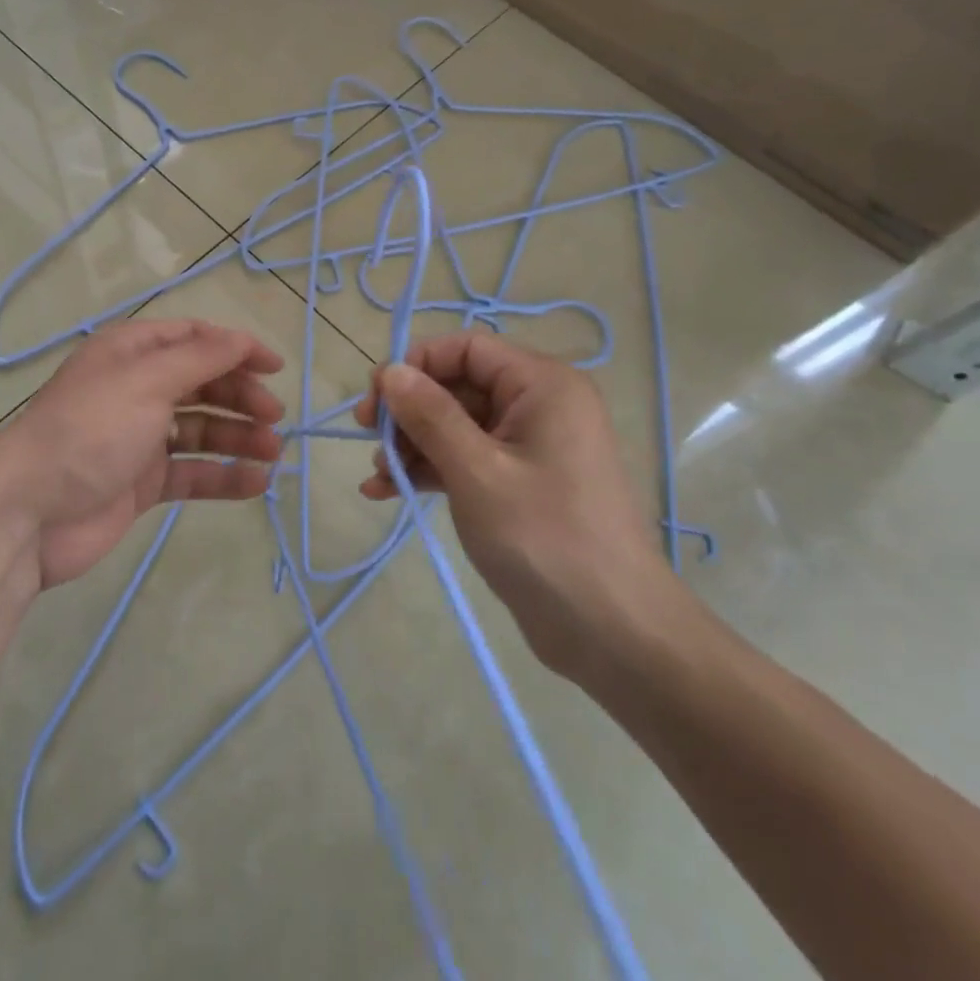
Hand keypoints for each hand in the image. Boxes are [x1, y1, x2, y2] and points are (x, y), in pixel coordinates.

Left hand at [0, 320, 284, 587]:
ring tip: (272, 452)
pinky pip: (192, 472)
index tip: (275, 367)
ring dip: (239, 437)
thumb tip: (241, 339)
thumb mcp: (147, 380)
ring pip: (202, 429)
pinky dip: (224, 475)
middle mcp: (137, 389)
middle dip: (241, 395)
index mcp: (131, 353)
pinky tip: (256, 482)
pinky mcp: (143, 483)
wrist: (29, 513)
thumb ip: (201, 358)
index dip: (236, 348)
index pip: (194, 338)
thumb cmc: (89, 430)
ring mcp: (140, 438)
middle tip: (274, 416)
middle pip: (202, 383)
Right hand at [352, 332, 685, 675]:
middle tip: (368, 438)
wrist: (611, 631)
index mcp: (542, 385)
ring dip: (414, 445)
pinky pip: (468, 459)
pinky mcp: (522, 484)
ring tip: (378, 476)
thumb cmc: (544, 538)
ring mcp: (531, 447)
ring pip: (458, 425)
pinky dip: (432, 470)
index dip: (417, 364)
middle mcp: (539, 405)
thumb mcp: (477, 471)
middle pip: (459, 386)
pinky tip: (388, 491)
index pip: (467, 349)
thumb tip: (390, 371)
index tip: (376, 400)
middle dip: (410, 411)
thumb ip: (430, 416)